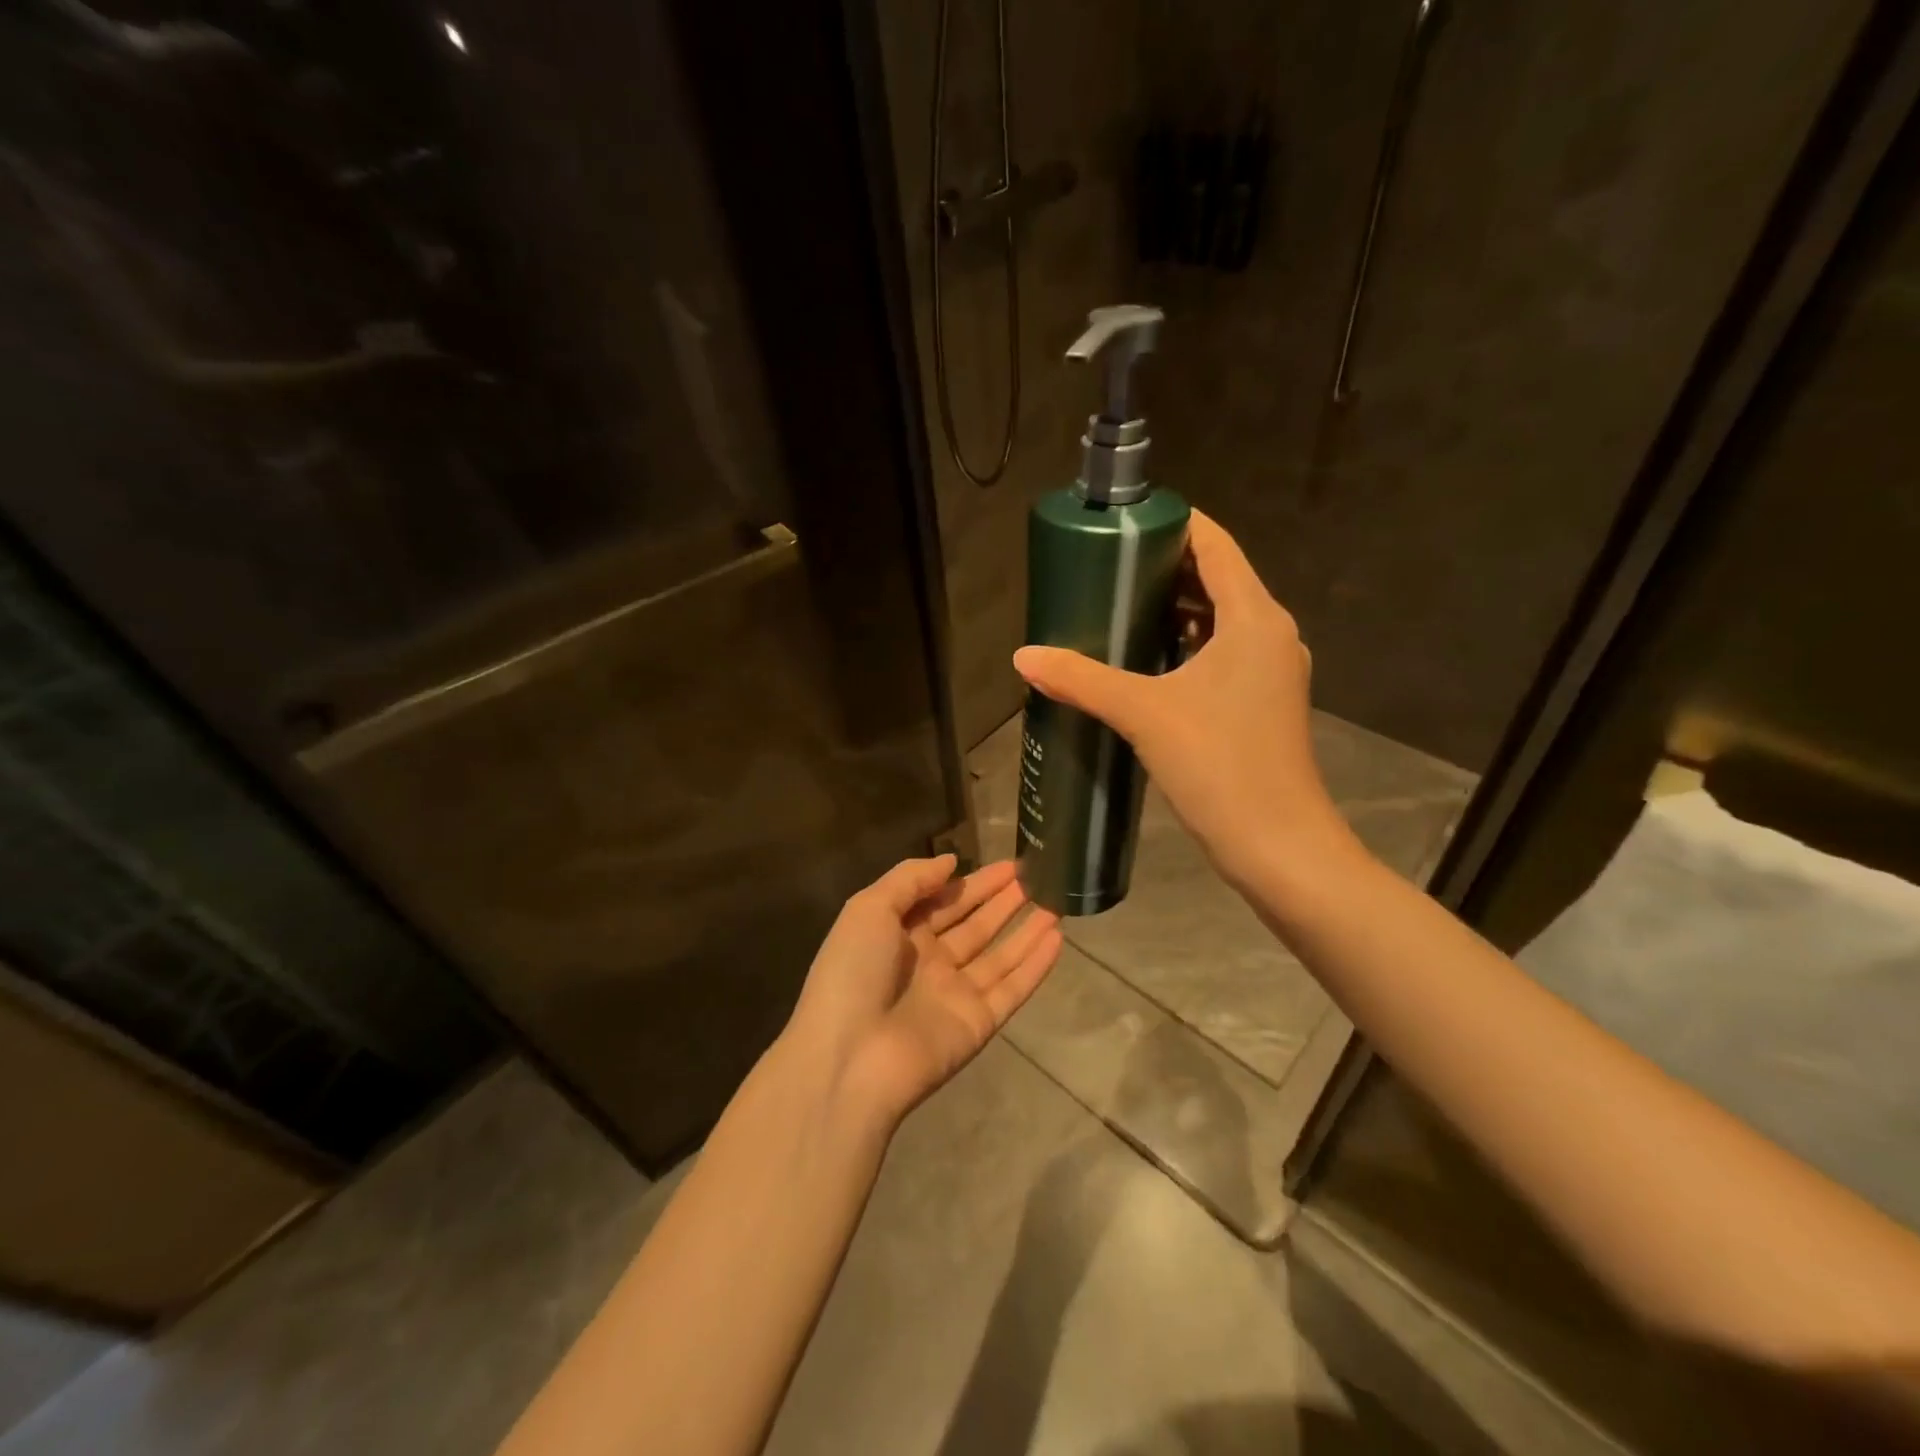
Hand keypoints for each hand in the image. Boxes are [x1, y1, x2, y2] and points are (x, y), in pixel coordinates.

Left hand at [786, 856, 1061, 1124]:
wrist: (850, 1058)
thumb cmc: (853, 972)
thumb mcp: (869, 909)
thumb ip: (911, 879)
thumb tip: (952, 861)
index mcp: (898, 934)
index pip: (944, 901)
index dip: (975, 882)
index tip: (1008, 864)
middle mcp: (929, 963)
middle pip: (975, 925)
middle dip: (1004, 901)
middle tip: (1038, 876)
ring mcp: (955, 994)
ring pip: (1000, 954)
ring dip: (1026, 929)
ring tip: (1057, 902)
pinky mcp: (978, 1022)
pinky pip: (1012, 987)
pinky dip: (1035, 965)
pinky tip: (1057, 938)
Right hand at [1013, 511, 1350, 890]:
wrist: (1278, 845)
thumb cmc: (1219, 765)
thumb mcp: (1144, 715)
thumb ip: (1082, 679)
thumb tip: (1023, 656)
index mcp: (1254, 618)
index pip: (1216, 545)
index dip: (1174, 524)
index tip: (1125, 523)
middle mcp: (1270, 634)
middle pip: (1217, 579)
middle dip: (1164, 568)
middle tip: (1105, 568)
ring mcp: (1270, 672)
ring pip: (1219, 620)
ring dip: (1173, 610)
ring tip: (1115, 609)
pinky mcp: (1261, 703)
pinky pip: (1221, 655)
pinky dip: (1185, 646)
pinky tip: (1143, 663)